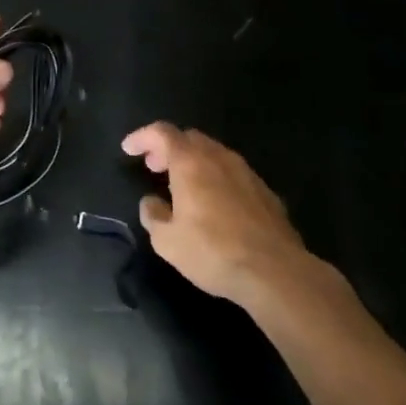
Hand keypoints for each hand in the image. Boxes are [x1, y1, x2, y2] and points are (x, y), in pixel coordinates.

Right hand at [124, 122, 337, 307]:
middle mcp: (219, 157)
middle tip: (154, 167)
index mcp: (190, 162)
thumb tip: (152, 202)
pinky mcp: (266, 192)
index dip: (142, 137)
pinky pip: (233, 173)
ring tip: (183, 185)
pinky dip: (216, 178)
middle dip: (168, 148)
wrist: (276, 272)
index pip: (162, 132)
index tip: (129, 149)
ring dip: (194, 162)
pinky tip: (215, 204)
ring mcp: (246, 172)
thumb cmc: (213, 252)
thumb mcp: (167, 241)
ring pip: (214, 153)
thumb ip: (153, 215)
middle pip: (189, 138)